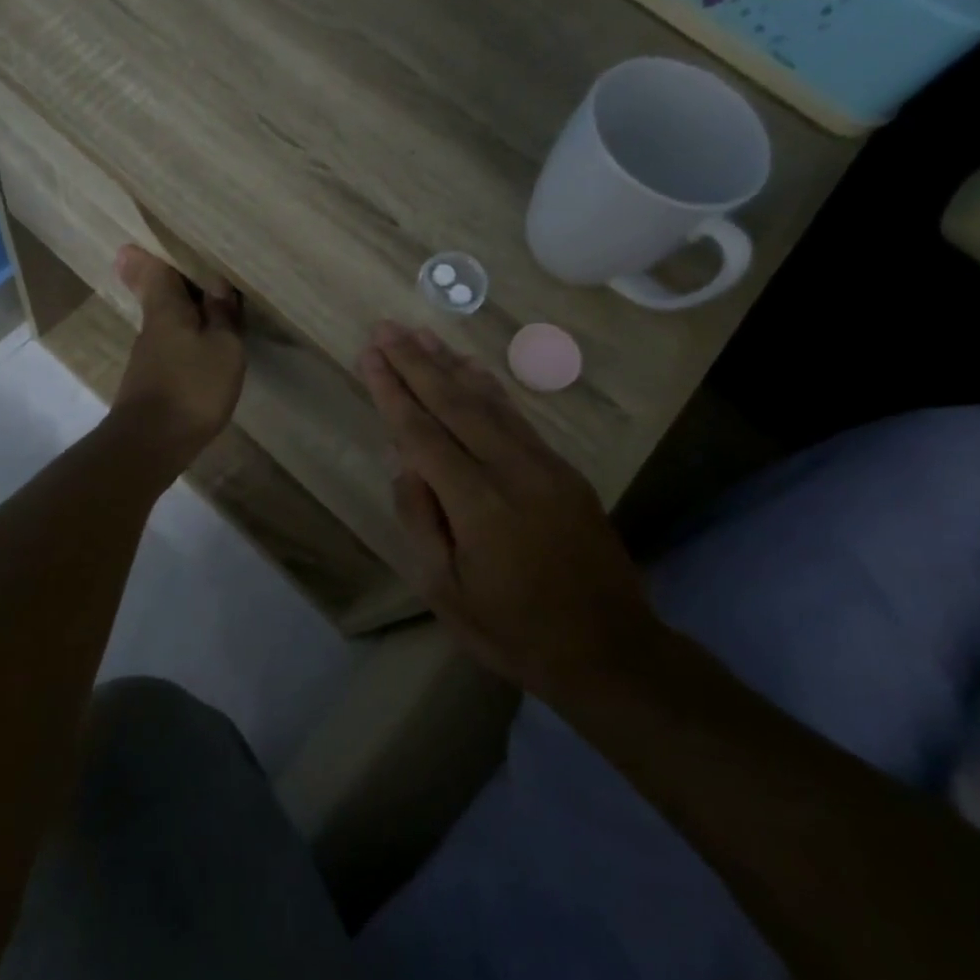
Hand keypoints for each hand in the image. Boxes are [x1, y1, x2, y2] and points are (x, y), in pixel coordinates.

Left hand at [110, 245, 245, 468]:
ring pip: (166, 320)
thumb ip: (222, 315)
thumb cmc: (191, 388)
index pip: (154, 270)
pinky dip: (187, 338)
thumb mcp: (223, 348)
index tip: (145, 241)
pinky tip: (205, 347)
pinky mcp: (152, 381)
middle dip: (171, 280)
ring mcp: (148, 356)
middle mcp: (151, 326)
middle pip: (158, 293)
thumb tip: (217, 284)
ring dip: (185, 311)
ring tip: (214, 305)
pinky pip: (171, 345)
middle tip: (194, 268)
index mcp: (165, 309)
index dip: (151, 254)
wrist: (151, 444)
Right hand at [358, 321, 656, 698]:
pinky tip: (471, 369)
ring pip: (489, 402)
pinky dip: (489, 388)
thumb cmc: (513, 631)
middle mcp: (512, 472)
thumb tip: (401, 460)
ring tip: (421, 334)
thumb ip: (421, 519)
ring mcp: (544, 467)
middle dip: (416, 363)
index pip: (422, 433)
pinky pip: (517, 418)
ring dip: (450, 365)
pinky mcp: (564, 470)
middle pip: (454, 404)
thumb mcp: (446, 591)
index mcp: (478, 505)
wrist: (610, 651)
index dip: (392, 391)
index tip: (369, 355)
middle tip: (386, 328)